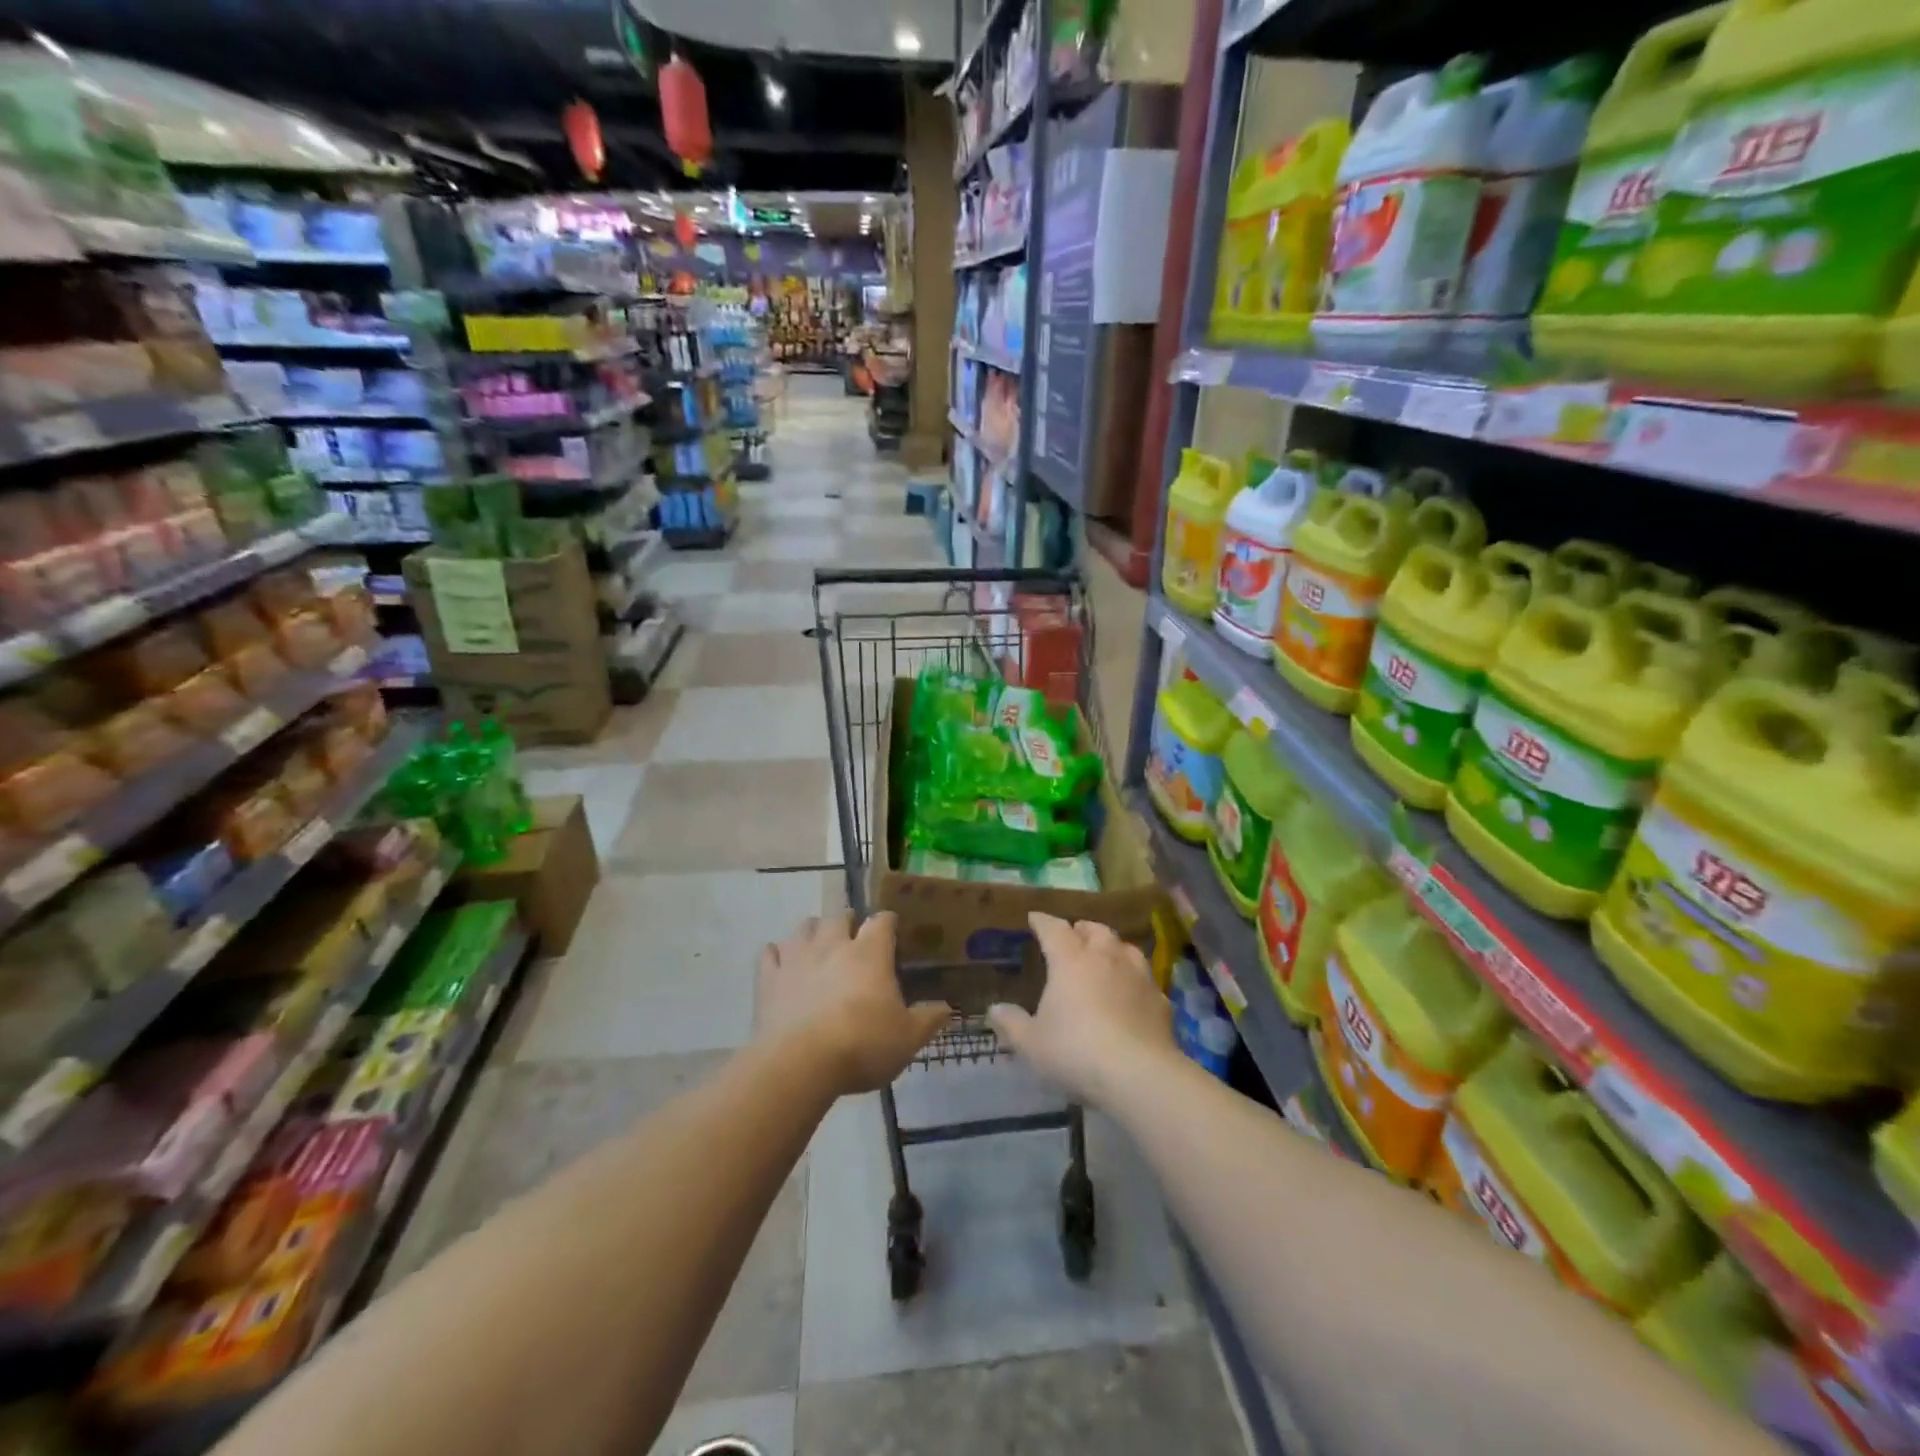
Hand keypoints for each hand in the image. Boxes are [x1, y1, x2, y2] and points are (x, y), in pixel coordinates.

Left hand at [756, 913, 951, 1094]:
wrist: (800, 1064)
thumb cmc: (862, 1045)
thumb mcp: (907, 1038)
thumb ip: (929, 1020)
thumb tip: (948, 1008)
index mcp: (869, 952)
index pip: (882, 921)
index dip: (888, 922)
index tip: (893, 930)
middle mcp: (833, 944)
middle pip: (839, 916)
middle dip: (848, 922)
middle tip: (855, 939)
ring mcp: (797, 958)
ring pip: (804, 926)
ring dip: (814, 931)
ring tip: (820, 946)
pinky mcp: (769, 978)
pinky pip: (770, 953)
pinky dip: (777, 954)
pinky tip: (782, 963)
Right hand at [988, 912, 1176, 1106]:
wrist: (1138, 1074)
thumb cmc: (1075, 1051)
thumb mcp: (1032, 1043)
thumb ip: (1012, 1024)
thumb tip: (994, 1009)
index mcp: (1070, 960)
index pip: (1054, 929)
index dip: (1043, 922)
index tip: (1035, 918)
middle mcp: (1106, 958)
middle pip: (1096, 930)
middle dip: (1083, 928)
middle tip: (1075, 933)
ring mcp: (1138, 977)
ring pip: (1126, 948)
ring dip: (1114, 947)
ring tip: (1106, 955)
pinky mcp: (1161, 1001)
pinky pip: (1146, 981)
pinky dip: (1136, 981)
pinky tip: (1133, 994)